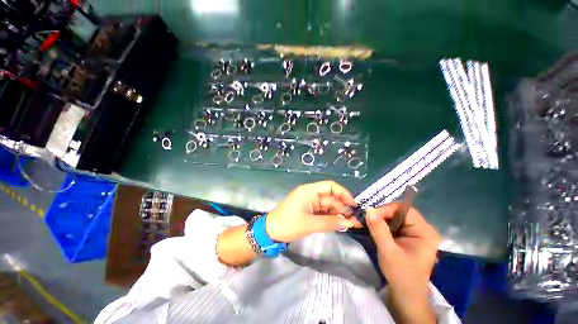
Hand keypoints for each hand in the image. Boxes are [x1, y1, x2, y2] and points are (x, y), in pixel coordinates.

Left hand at [266, 181, 361, 242]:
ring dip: (338, 214)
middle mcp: (310, 194)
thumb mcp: (310, 224)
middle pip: (331, 197)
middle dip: (343, 208)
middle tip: (355, 221)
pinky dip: (330, 217)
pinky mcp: (308, 210)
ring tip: (351, 225)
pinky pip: (323, 212)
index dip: (343, 194)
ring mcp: (309, 202)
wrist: (270, 232)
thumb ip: (330, 222)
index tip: (354, 205)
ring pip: (328, 206)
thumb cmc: (288, 224)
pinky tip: (339, 224)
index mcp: (309, 191)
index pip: (330, 186)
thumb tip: (350, 222)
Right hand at [366, 204, 439, 323]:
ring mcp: (415, 233)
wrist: (406, 295)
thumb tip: (368, 210)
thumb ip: (379, 230)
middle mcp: (422, 229)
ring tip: (367, 222)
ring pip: (394, 217)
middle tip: (366, 218)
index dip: (386, 209)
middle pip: (399, 212)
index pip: (404, 210)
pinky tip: (373, 228)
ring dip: (380, 218)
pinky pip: (392, 224)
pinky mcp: (407, 237)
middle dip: (381, 213)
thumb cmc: (401, 275)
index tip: (370, 214)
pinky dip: (381, 224)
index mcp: (425, 232)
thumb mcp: (388, 252)